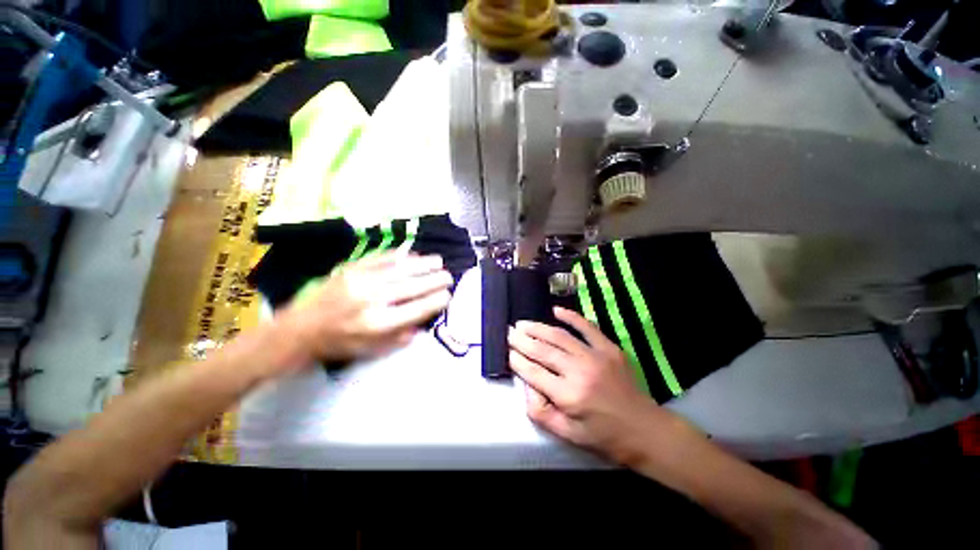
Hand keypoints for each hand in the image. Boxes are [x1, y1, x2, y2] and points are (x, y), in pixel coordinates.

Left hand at [275, 252, 452, 369]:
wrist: (301, 329)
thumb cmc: (341, 343)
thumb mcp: (372, 350)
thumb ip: (401, 337)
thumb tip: (424, 322)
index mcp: (378, 323)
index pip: (417, 309)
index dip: (436, 300)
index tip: (447, 295)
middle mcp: (372, 299)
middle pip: (412, 286)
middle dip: (435, 280)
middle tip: (448, 276)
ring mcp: (361, 280)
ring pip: (401, 269)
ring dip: (423, 264)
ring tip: (439, 261)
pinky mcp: (351, 268)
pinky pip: (382, 258)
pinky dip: (401, 256)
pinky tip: (414, 255)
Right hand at [508, 307, 667, 464]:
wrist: (645, 429)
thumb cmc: (604, 436)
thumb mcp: (568, 435)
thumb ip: (541, 412)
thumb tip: (526, 387)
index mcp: (569, 397)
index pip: (534, 372)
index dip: (517, 360)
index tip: (507, 351)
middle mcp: (579, 372)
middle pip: (543, 351)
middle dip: (522, 340)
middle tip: (509, 332)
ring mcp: (595, 356)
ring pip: (559, 336)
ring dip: (538, 328)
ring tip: (523, 323)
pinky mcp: (609, 349)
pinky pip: (587, 327)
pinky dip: (570, 316)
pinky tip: (555, 310)